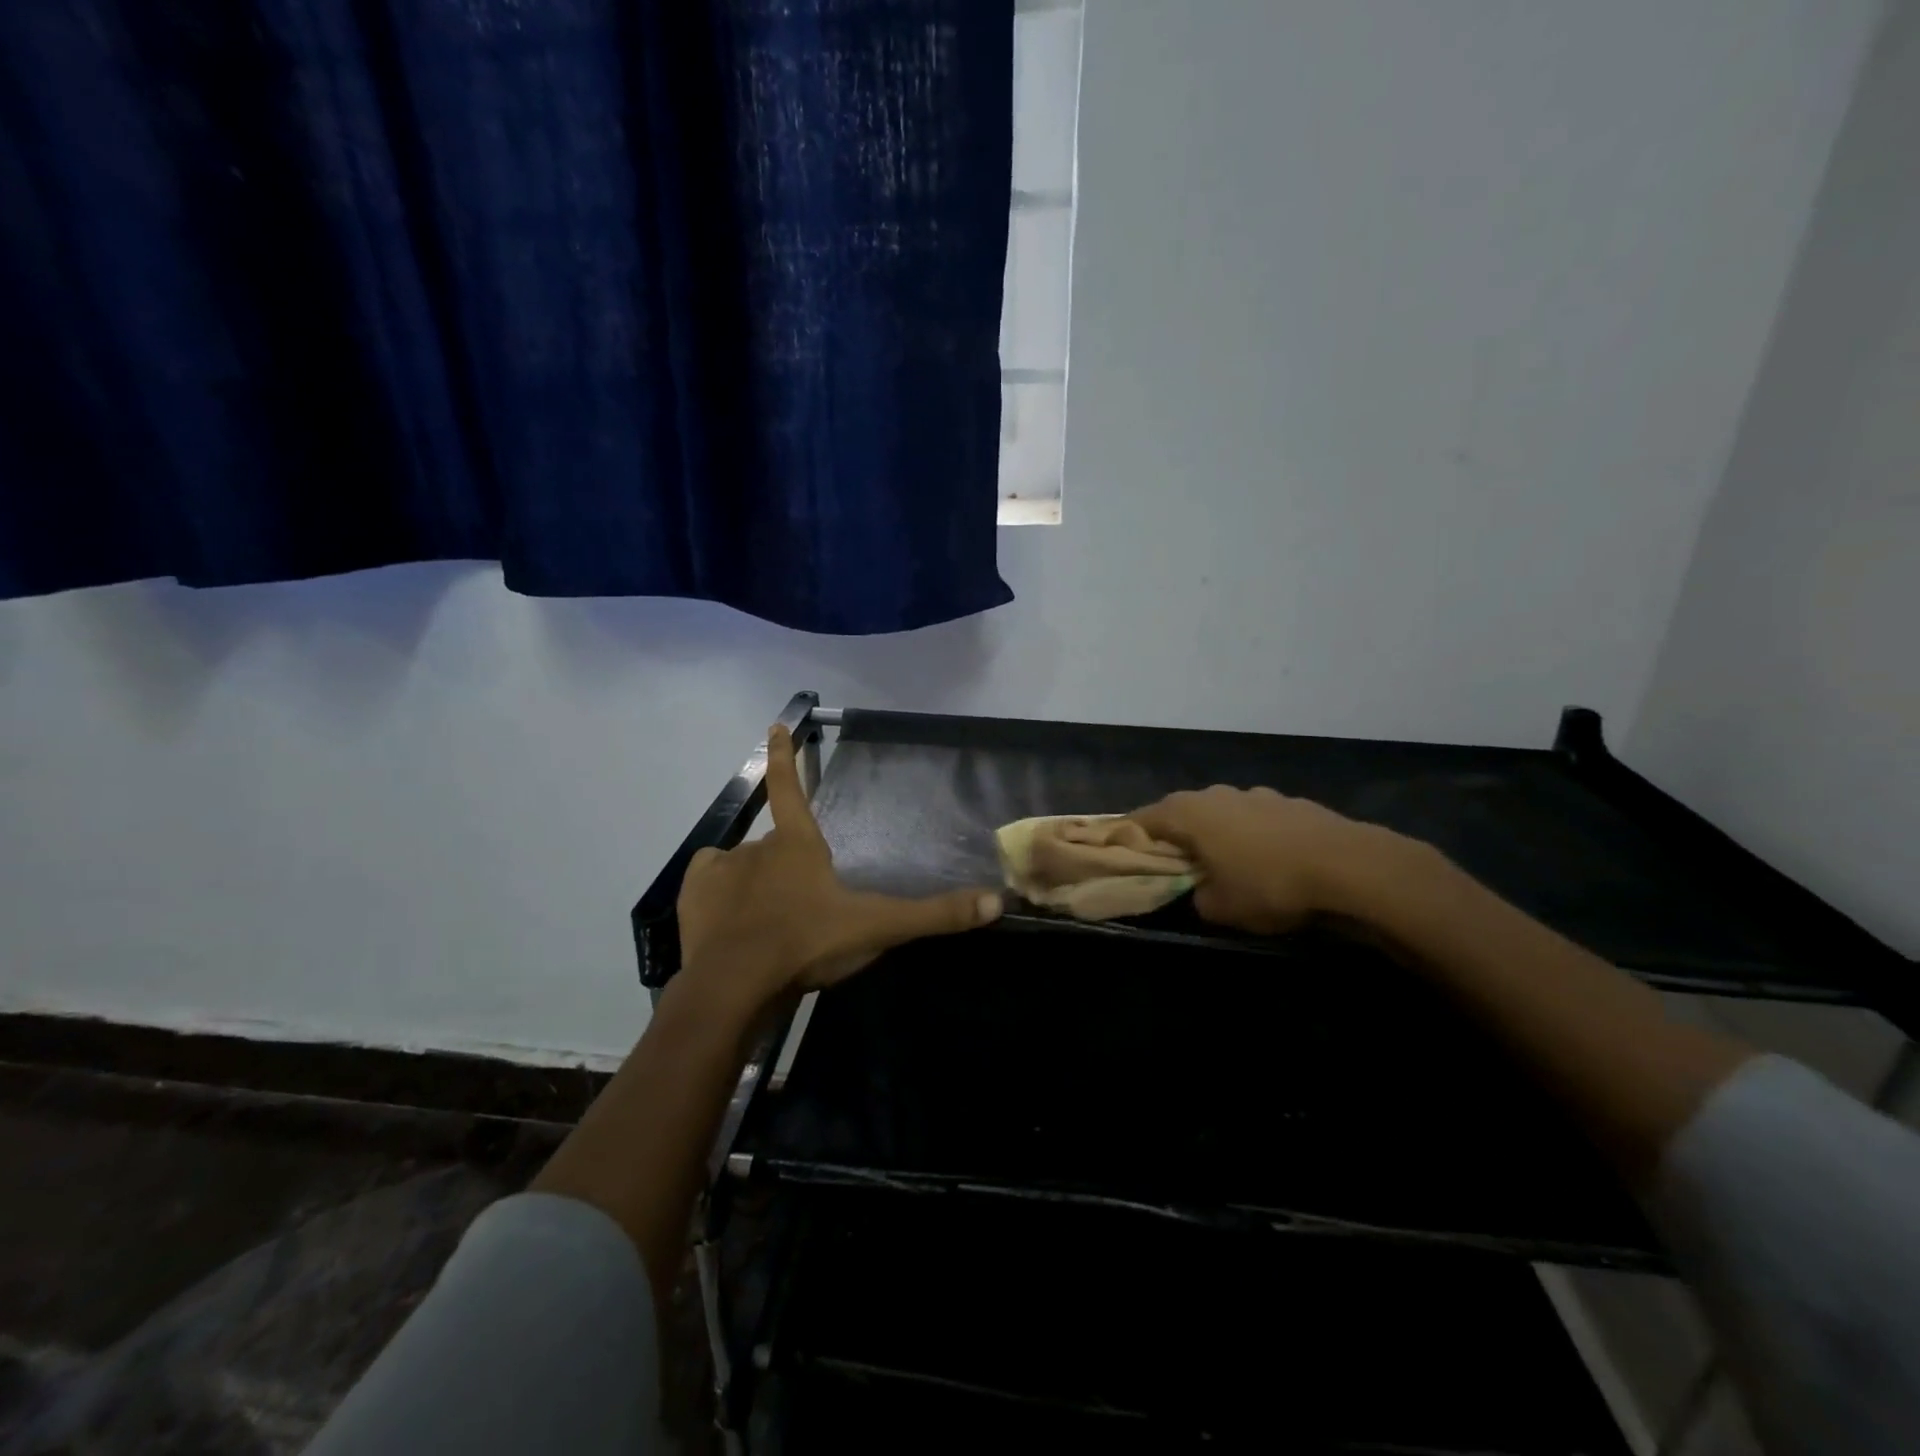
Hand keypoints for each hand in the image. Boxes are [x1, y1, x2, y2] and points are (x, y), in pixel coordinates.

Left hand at [676, 724, 1002, 1011]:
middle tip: (802, 902)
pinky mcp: (694, 896)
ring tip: (769, 919)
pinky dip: (720, 889)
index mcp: (798, 845)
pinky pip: (709, 879)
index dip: (787, 756)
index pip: (791, 788)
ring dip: (757, 882)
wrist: (738, 984)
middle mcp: (757, 847)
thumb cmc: (809, 943)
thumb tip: (997, 902)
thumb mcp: (879, 928)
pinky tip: (730, 916)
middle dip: (788, 864)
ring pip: (743, 865)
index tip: (777, 724)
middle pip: (776, 844)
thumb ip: (935, 915)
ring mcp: (722, 869)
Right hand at [1129, 785, 1404, 933]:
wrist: (1349, 866)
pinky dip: (1252, 836)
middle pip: (1180, 812)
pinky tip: (1269, 861)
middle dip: (1174, 837)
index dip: (1128, 840)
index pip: (1140, 820)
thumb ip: (1197, 897)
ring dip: (1216, 834)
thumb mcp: (1221, 908)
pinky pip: (1256, 819)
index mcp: (1187, 813)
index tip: (1124, 858)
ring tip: (1226, 864)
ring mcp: (1255, 794)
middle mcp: (1215, 794)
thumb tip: (1201, 890)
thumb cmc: (1269, 884)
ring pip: (1221, 813)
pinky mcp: (1289, 802)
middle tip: (1174, 865)